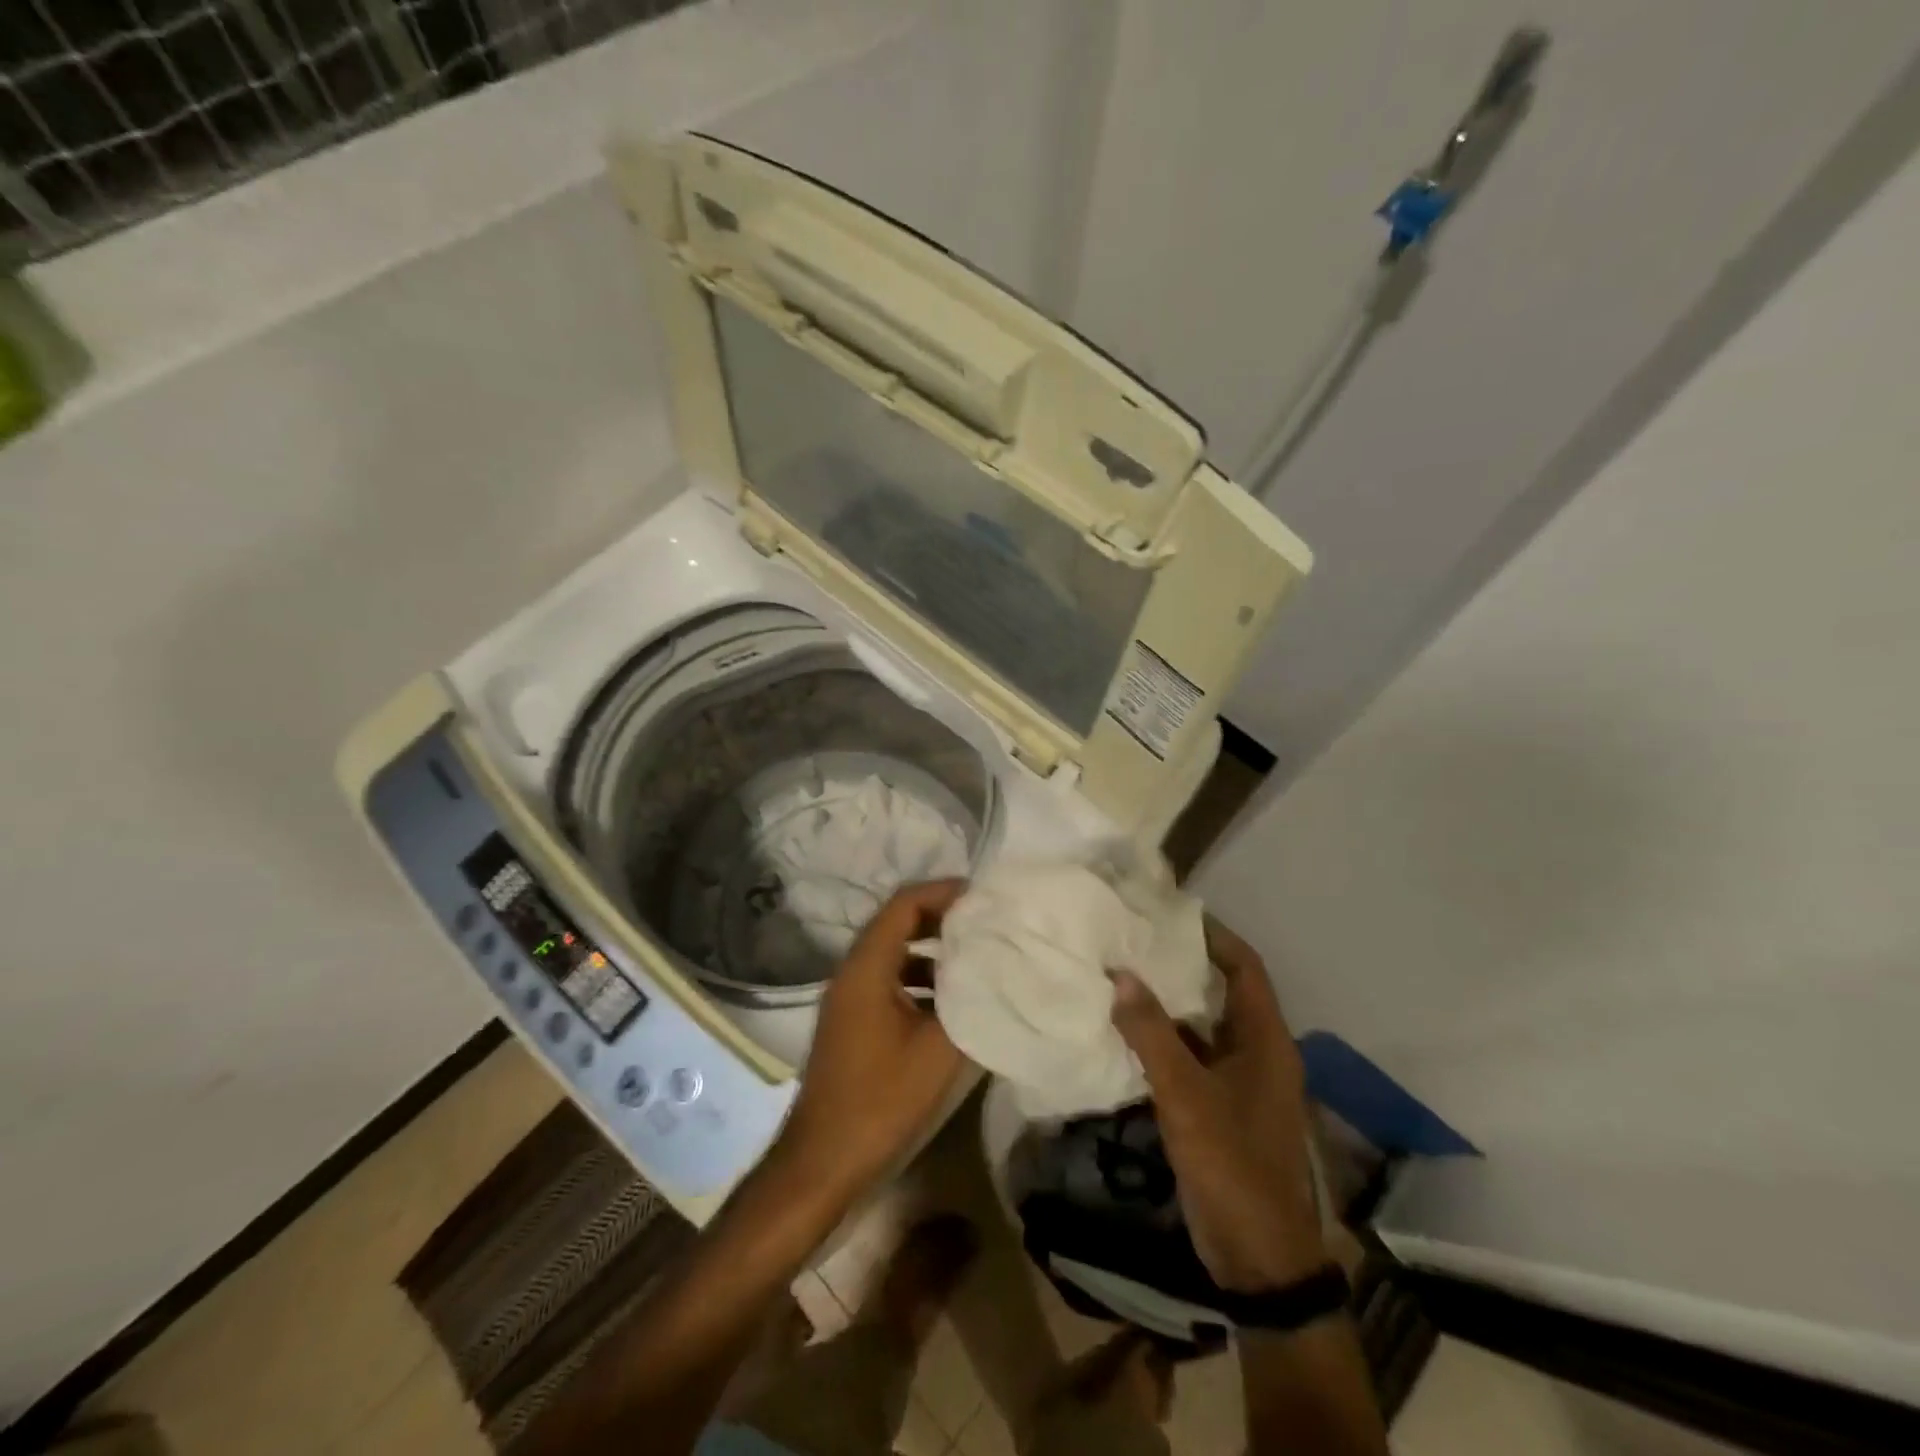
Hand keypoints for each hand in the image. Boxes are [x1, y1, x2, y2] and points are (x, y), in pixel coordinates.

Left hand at [778, 880, 969, 1196]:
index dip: (943, 893)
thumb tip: (999, 970)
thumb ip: (970, 1004)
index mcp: (866, 969)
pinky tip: (951, 1000)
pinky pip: (888, 979)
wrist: (823, 1161)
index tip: (982, 897)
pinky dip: (920, 977)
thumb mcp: (938, 1051)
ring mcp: (848, 997)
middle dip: (941, 917)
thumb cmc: (880, 1101)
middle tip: (984, 922)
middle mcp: (852, 972)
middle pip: (897, 923)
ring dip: (932, 949)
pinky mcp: (852, 1020)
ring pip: (893, 952)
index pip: (903, 905)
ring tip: (975, 955)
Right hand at [1110, 917, 1323, 1292]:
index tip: (1170, 914)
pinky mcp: (1220, 1106)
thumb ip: (1151, 1034)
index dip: (1213, 936)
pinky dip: (1163, 1039)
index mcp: (1266, 1040)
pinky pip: (1191, 1056)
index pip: (1244, 967)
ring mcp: (1239, 1081)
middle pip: (1222, 992)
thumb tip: (1120, 975)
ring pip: (1202, 1026)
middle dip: (1182, 965)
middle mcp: (1257, 1052)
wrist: (1258, 1257)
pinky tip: (1126, 1030)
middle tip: (1135, 940)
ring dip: (1168, 1003)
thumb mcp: (1186, 1096)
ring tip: (1123, 974)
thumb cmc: (1232, 1165)